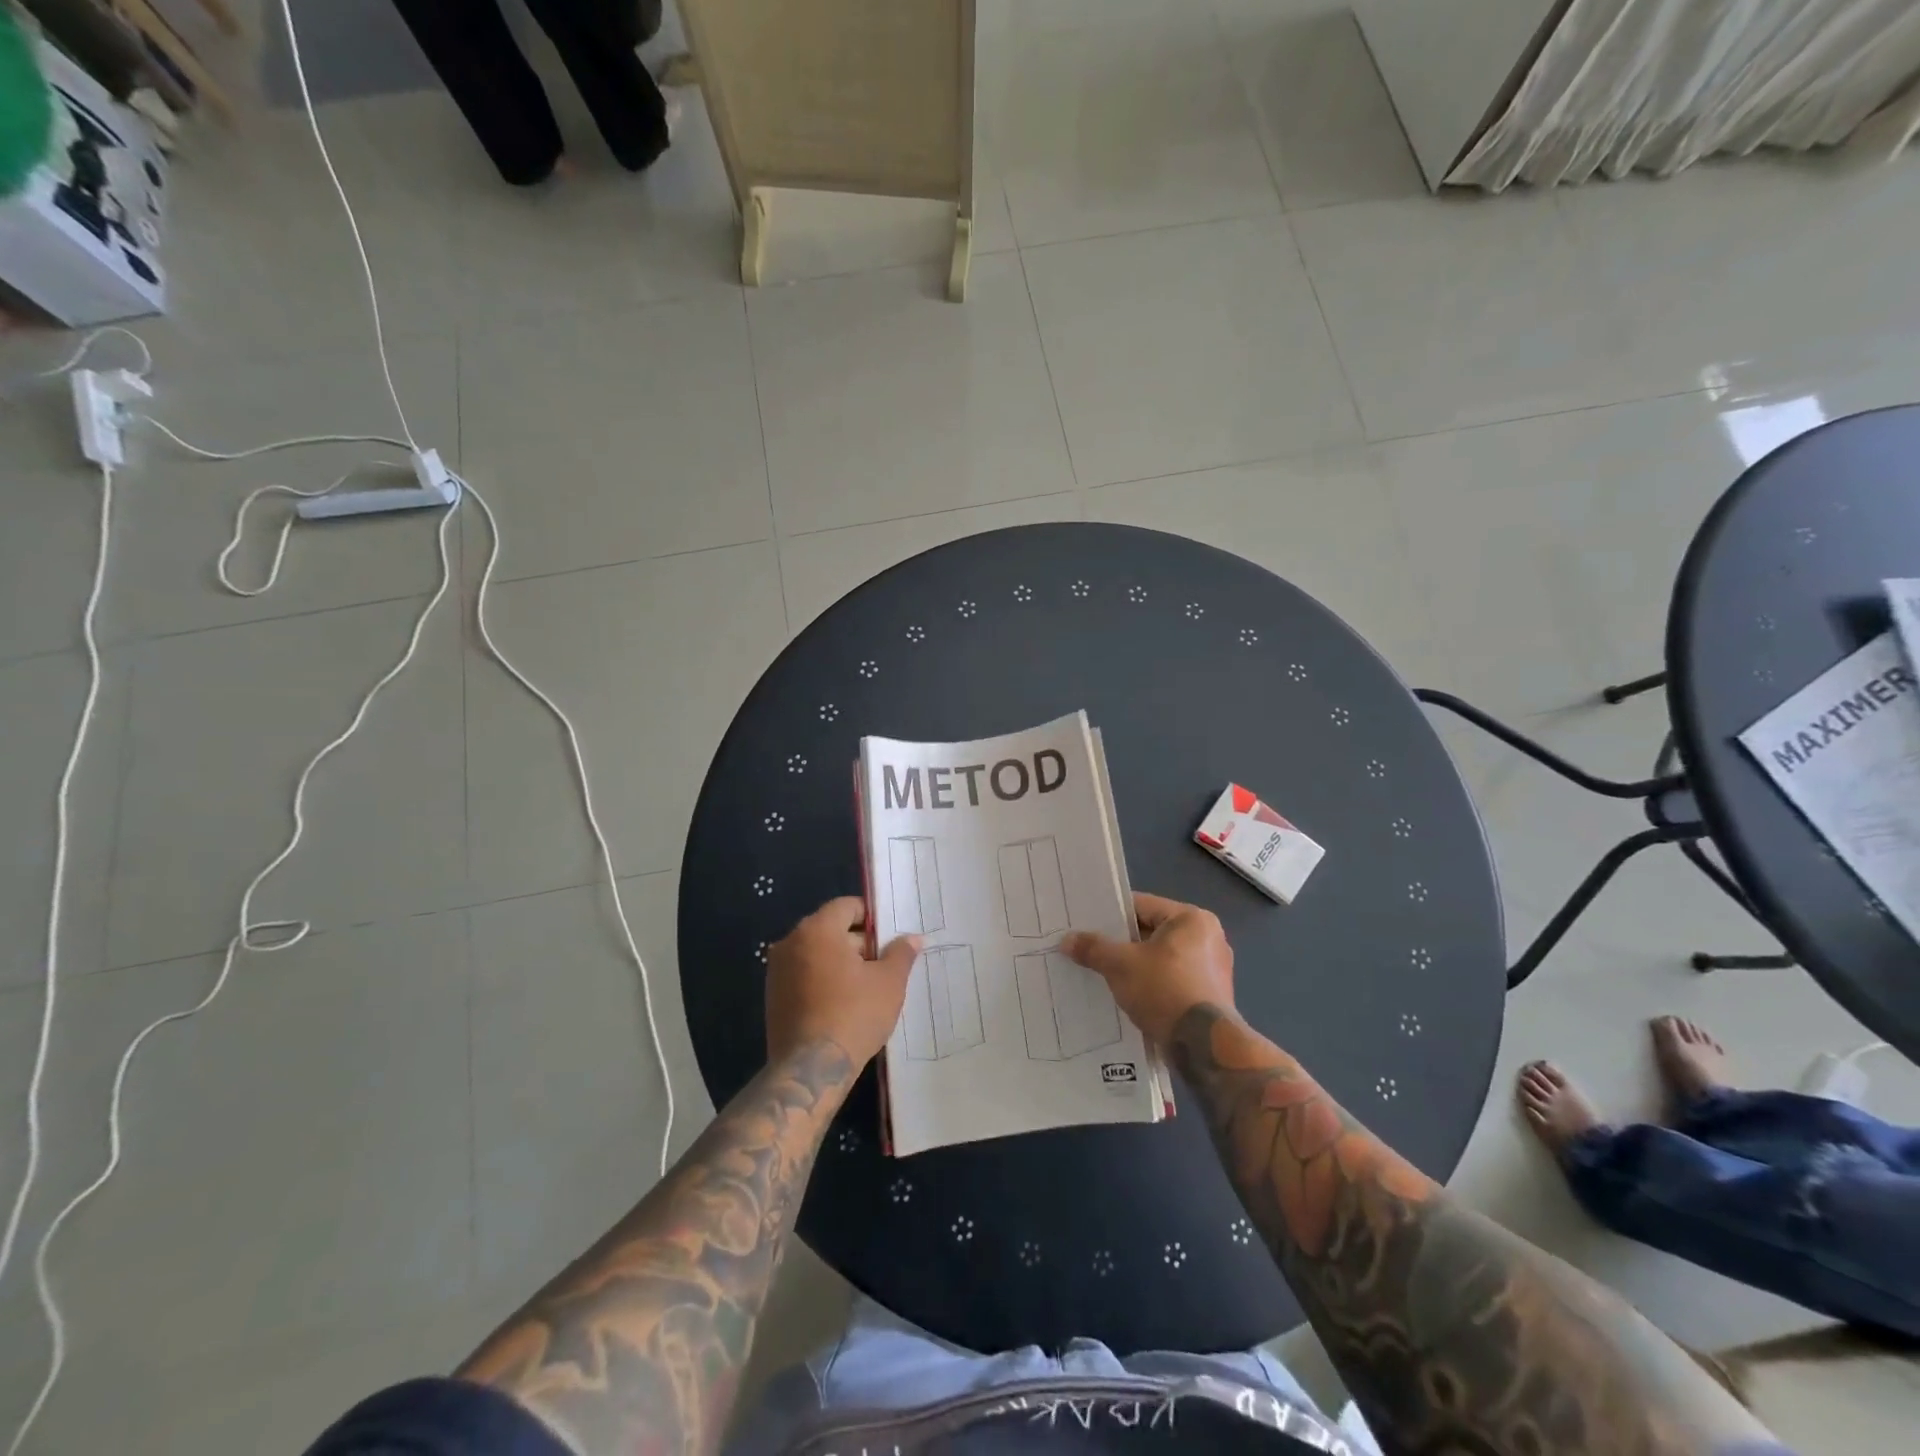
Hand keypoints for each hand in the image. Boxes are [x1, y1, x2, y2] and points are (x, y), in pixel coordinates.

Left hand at [766, 896, 920, 1066]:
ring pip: (817, 953)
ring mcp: (777, 970)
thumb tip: (913, 938)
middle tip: (882, 966)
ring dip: (840, 963)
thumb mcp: (889, 982)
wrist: (811, 1070)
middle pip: (831, 929)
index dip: (871, 918)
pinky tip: (843, 1004)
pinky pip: (803, 975)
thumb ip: (901, 953)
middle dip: (858, 943)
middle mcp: (790, 942)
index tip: (888, 939)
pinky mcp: (772, 996)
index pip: (846, 906)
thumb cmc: (854, 1015)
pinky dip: (823, 980)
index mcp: (817, 929)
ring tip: (866, 988)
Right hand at [1061, 892, 1234, 1043]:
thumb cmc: (1164, 990)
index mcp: (1192, 919)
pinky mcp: (1211, 996)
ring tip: (1104, 974)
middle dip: (1122, 944)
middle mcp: (1209, 938)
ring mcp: (1213, 969)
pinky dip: (1152, 985)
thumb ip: (1093, 948)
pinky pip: (1172, 980)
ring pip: (1161, 959)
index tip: (1086, 925)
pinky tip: (1128, 996)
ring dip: (1136, 966)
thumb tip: (1066, 940)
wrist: (1203, 1046)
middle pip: (1152, 932)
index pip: (1142, 906)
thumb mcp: (1120, 965)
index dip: (1110, 915)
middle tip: (1091, 950)